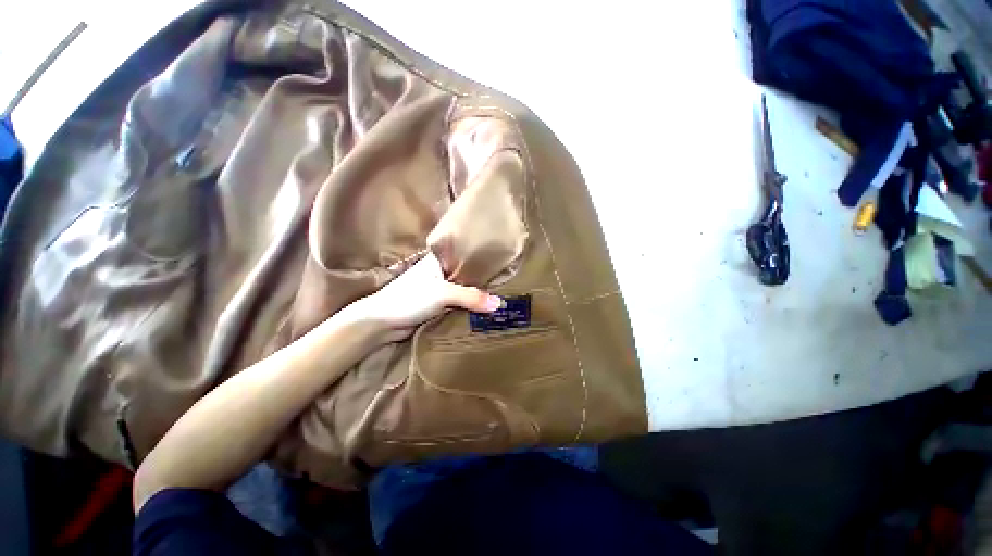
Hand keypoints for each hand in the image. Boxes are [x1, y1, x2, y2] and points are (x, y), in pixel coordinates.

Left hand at [340, 252, 501, 343]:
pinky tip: (484, 308)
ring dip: (477, 295)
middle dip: (484, 279)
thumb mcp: (443, 294)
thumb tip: (500, 304)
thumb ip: (471, 297)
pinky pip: (459, 303)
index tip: (504, 262)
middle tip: (508, 282)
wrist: (382, 323)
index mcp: (440, 259)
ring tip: (501, 295)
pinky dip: (469, 306)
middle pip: (467, 273)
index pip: (467, 255)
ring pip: (464, 290)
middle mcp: (441, 271)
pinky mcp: (438, 305)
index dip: (484, 258)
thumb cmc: (410, 299)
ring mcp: (439, 288)